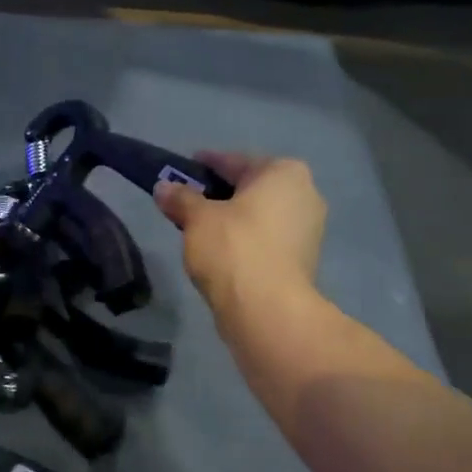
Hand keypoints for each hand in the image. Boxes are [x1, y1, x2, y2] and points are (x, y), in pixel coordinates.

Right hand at [154, 153, 325, 320]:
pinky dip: (244, 240)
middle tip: (187, 199)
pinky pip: (266, 239)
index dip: (206, 164)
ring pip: (259, 215)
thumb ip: (181, 198)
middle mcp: (305, 194)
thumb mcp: (197, 218)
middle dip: (220, 193)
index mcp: (284, 173)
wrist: (267, 310)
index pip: (235, 161)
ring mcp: (308, 230)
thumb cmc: (234, 248)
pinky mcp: (302, 261)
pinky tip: (219, 250)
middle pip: (251, 187)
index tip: (183, 169)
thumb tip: (163, 188)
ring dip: (232, 218)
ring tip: (198, 227)